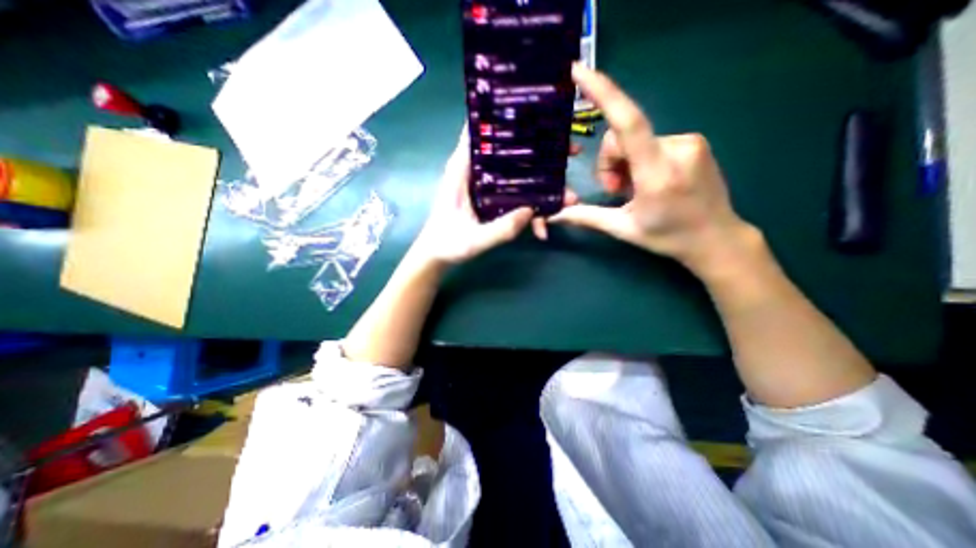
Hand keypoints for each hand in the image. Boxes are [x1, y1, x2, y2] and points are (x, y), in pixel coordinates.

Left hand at [413, 126, 577, 267]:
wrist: (437, 256)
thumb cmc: (447, 244)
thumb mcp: (473, 240)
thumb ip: (499, 230)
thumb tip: (531, 211)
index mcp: (463, 170)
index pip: (483, 130)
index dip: (509, 118)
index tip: (541, 113)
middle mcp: (475, 172)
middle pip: (511, 150)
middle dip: (542, 151)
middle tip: (572, 152)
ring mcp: (486, 186)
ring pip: (518, 173)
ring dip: (543, 182)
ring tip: (568, 196)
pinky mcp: (491, 199)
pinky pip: (516, 194)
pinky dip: (531, 207)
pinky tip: (543, 225)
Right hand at [548, 64, 752, 276]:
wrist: (716, 238)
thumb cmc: (668, 237)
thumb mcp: (623, 229)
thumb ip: (587, 217)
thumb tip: (555, 215)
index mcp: (657, 174)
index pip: (628, 124)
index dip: (604, 93)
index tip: (580, 70)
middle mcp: (677, 148)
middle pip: (621, 136)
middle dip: (610, 162)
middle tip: (616, 190)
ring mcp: (689, 141)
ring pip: (635, 138)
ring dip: (624, 162)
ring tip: (633, 189)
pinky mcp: (693, 141)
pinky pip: (651, 140)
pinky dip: (640, 158)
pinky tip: (649, 181)